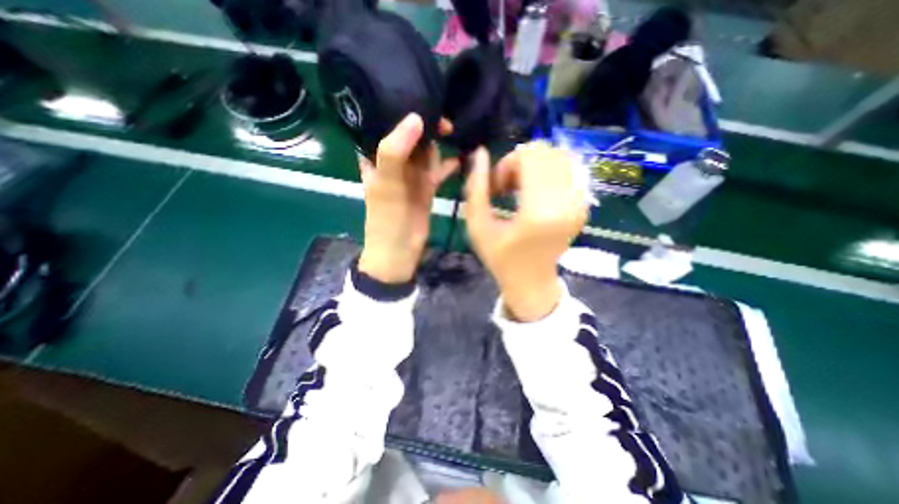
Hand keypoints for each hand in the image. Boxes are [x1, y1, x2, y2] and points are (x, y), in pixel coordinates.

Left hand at [358, 115, 456, 284]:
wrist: (399, 251)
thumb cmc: (387, 218)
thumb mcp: (385, 183)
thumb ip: (394, 150)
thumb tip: (416, 117)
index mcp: (374, 156)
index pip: (383, 122)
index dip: (398, 108)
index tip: (420, 97)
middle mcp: (392, 161)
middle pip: (409, 134)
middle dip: (426, 125)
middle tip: (444, 120)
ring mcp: (411, 174)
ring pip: (426, 150)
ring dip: (439, 142)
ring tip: (455, 131)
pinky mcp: (426, 186)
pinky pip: (439, 168)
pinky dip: (449, 163)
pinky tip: (462, 157)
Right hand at [464, 142, 590, 322]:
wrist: (531, 281)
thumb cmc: (500, 258)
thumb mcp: (478, 226)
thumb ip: (476, 188)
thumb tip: (480, 152)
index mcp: (538, 212)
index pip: (529, 157)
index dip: (507, 164)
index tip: (496, 188)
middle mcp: (566, 203)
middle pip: (546, 152)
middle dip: (520, 163)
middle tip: (507, 187)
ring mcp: (580, 204)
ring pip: (559, 157)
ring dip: (535, 166)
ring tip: (521, 189)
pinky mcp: (584, 205)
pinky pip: (569, 170)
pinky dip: (549, 173)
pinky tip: (535, 192)